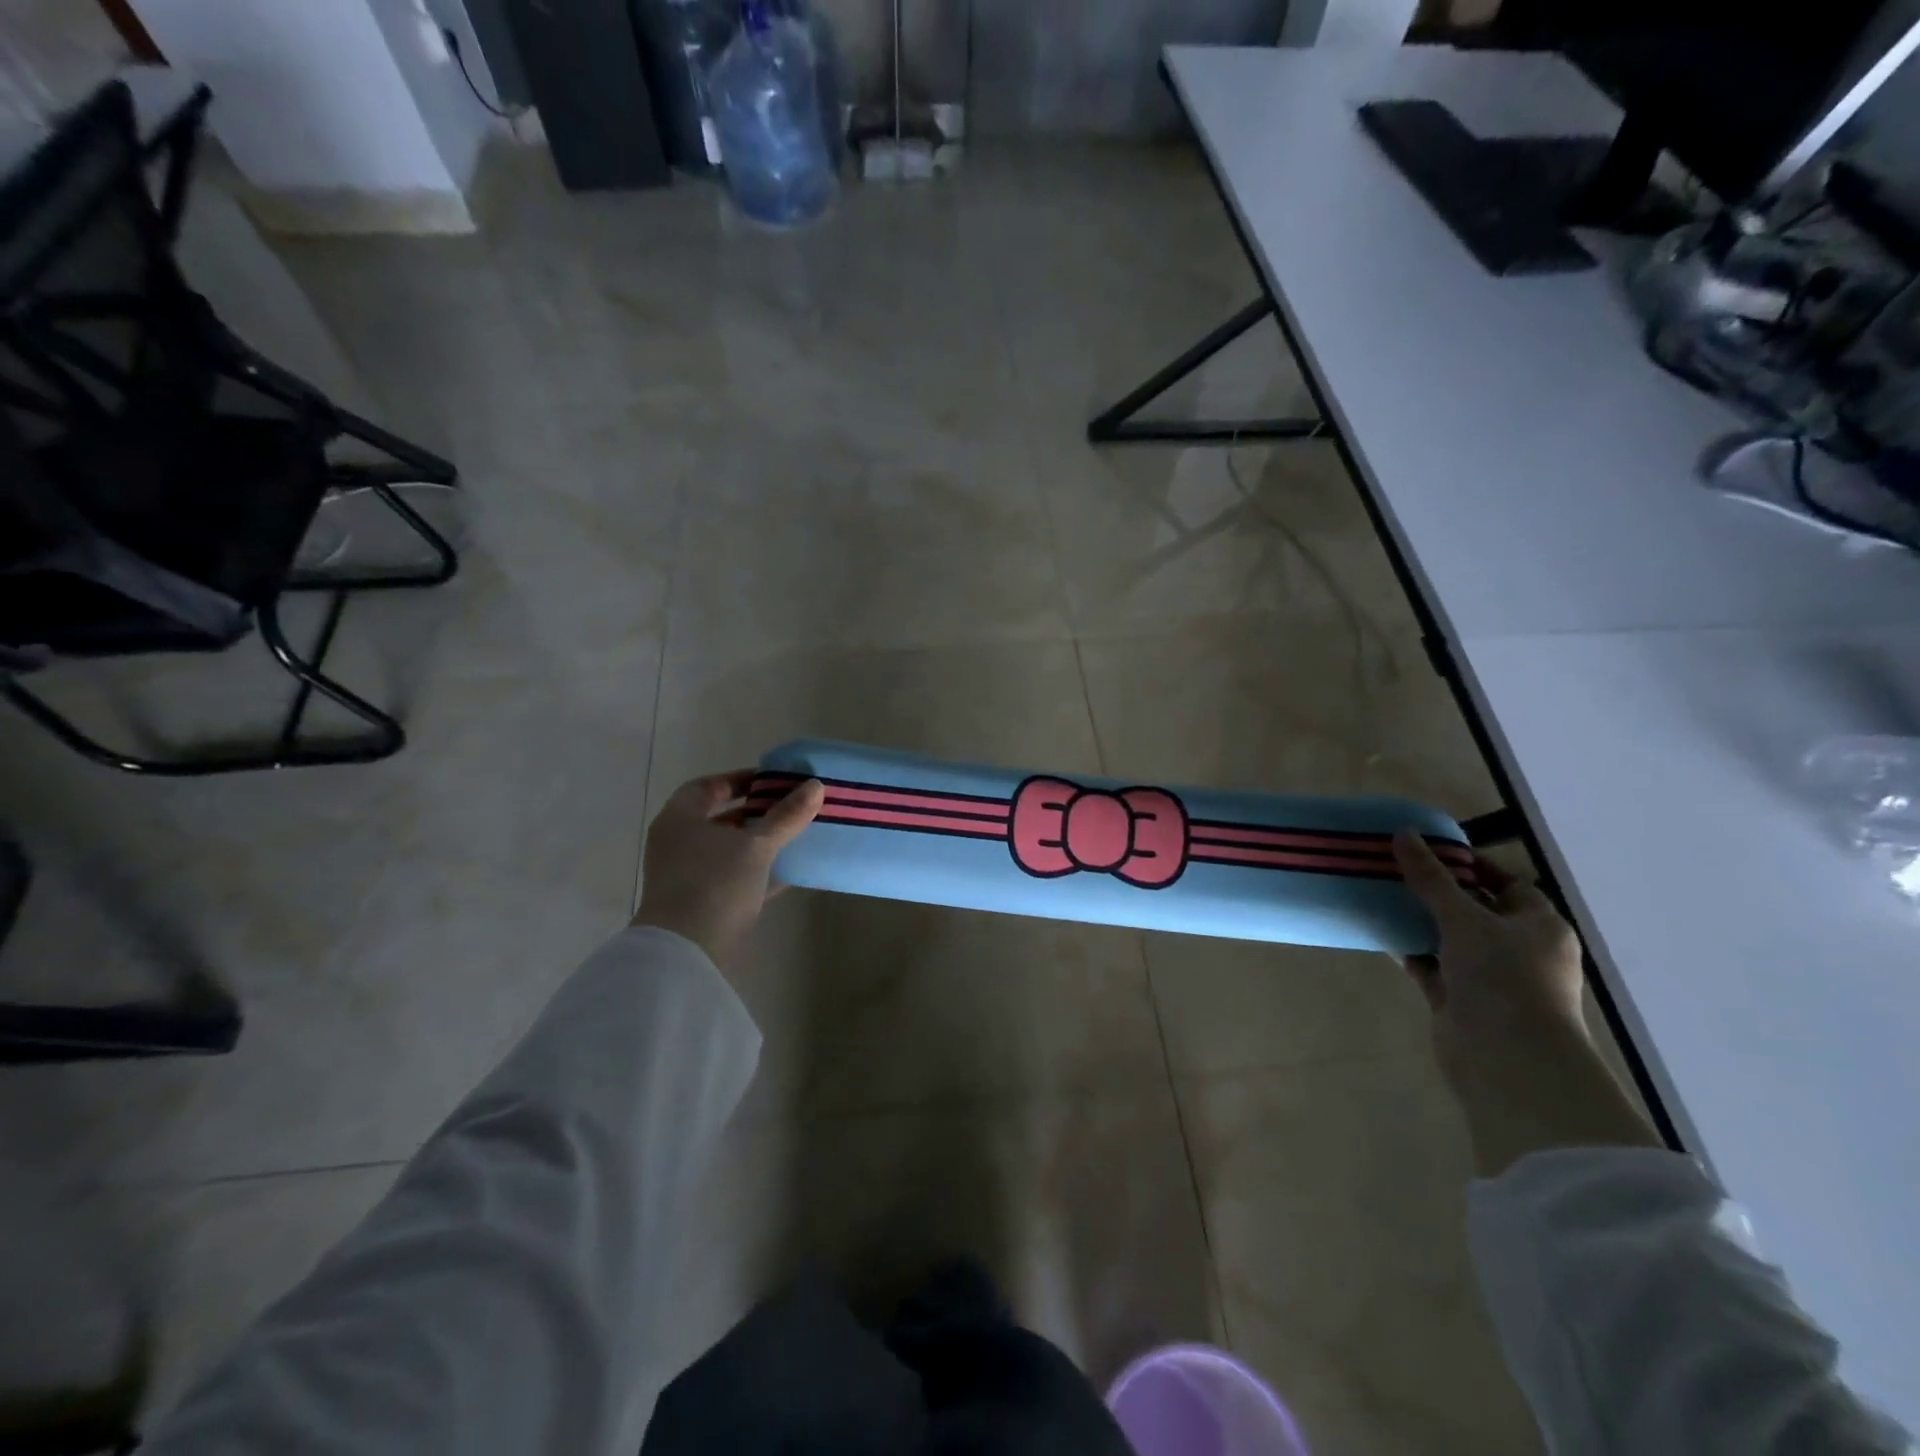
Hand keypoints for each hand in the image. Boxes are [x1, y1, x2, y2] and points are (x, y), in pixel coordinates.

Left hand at [632, 771, 824, 971]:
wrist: (687, 952)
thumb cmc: (715, 883)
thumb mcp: (757, 845)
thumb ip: (786, 816)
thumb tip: (816, 786)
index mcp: (680, 819)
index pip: (708, 787)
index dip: (740, 780)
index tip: (773, 782)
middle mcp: (678, 843)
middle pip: (720, 818)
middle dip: (756, 812)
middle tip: (791, 806)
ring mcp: (688, 875)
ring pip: (729, 850)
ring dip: (760, 842)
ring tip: (796, 835)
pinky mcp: (701, 903)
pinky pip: (734, 877)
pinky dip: (758, 871)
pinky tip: (790, 870)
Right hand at [1391, 832, 1585, 1089]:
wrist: (1506, 1059)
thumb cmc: (1503, 977)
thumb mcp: (1465, 918)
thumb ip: (1431, 878)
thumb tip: (1403, 834)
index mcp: (1539, 926)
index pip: (1508, 884)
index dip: (1472, 865)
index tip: (1430, 851)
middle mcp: (1518, 949)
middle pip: (1474, 910)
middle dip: (1437, 891)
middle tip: (1395, 867)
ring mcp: (1488, 977)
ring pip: (1448, 938)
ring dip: (1418, 920)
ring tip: (1379, 892)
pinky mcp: (1458, 999)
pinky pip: (1429, 964)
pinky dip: (1407, 949)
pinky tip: (1378, 929)